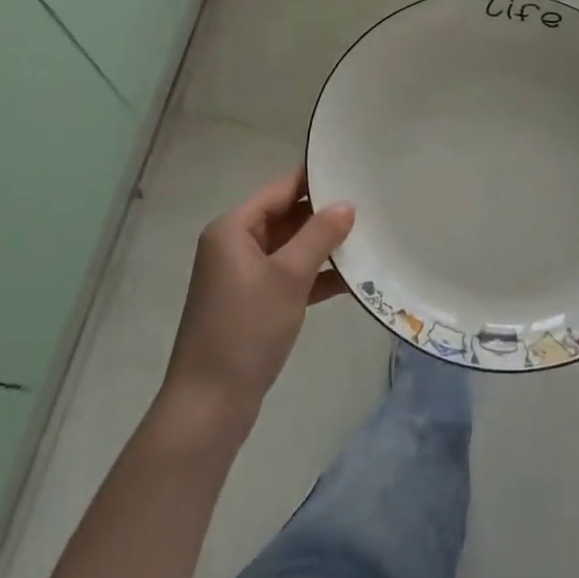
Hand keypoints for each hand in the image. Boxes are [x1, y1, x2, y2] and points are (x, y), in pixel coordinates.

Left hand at [162, 170, 353, 424]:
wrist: (209, 406)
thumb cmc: (246, 330)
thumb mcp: (288, 277)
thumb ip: (319, 236)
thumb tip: (346, 204)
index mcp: (232, 229)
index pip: (280, 190)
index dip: (314, 180)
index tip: (351, 170)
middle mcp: (234, 245)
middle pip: (285, 217)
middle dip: (324, 215)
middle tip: (368, 205)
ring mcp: (242, 277)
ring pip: (290, 249)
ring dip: (323, 247)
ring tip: (368, 238)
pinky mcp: (252, 304)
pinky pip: (288, 277)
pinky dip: (315, 276)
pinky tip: (352, 279)